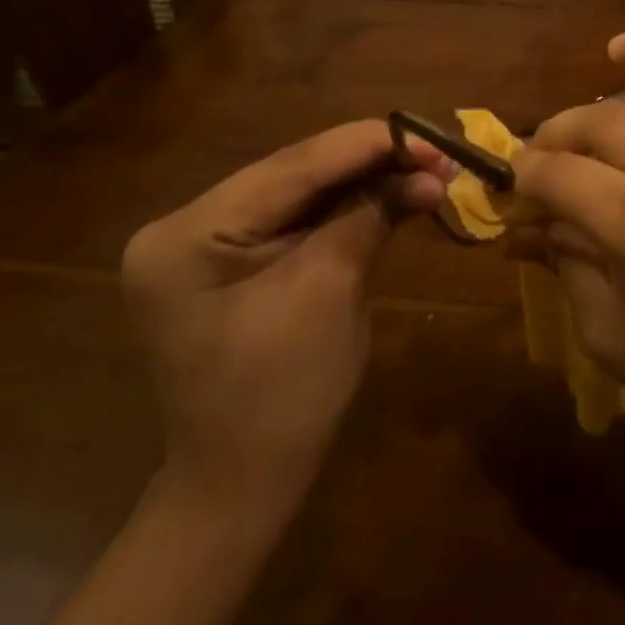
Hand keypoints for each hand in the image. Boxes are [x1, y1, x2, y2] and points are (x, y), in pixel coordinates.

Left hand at [122, 121, 449, 523]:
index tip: (430, 136)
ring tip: (427, 168)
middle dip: (370, 162)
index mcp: (187, 235)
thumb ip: (370, 217)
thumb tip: (428, 172)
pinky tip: (392, 192)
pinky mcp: (236, 261)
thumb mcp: (328, 293)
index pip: (291, 167)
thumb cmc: (280, 398)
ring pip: (303, 193)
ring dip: (366, 182)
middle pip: (295, 175)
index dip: (366, 145)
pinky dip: (349, 208)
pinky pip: (300, 220)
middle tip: (437, 152)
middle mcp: (187, 226)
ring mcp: (209, 244)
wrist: (243, 487)